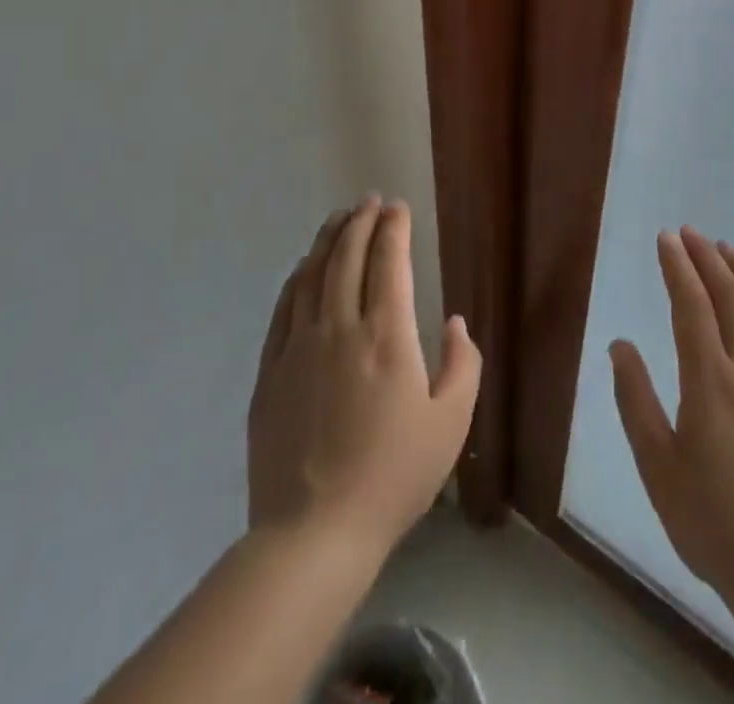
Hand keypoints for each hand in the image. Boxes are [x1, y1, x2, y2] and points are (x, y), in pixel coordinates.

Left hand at [247, 196, 481, 558]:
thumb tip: (454, 323)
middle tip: (370, 200)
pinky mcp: (271, 372)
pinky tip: (303, 269)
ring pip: (312, 275)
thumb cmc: (393, 476)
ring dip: (328, 240)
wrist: (313, 533)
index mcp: (386, 336)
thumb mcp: (451, 423)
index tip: (398, 207)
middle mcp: (340, 328)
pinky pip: (283, 308)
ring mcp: (298, 347)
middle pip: (347, 257)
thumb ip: (462, 364)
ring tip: (339, 218)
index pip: (389, 261)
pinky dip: (297, 279)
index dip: (393, 228)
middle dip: (360, 221)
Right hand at [611, 227, 733, 609]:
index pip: (691, 305)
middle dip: (707, 258)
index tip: (666, 238)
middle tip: (690, 232)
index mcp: (708, 380)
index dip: (678, 266)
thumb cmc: (710, 520)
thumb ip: (635, 399)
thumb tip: (621, 345)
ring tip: (728, 249)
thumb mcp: (656, 464)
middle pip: (729, 297)